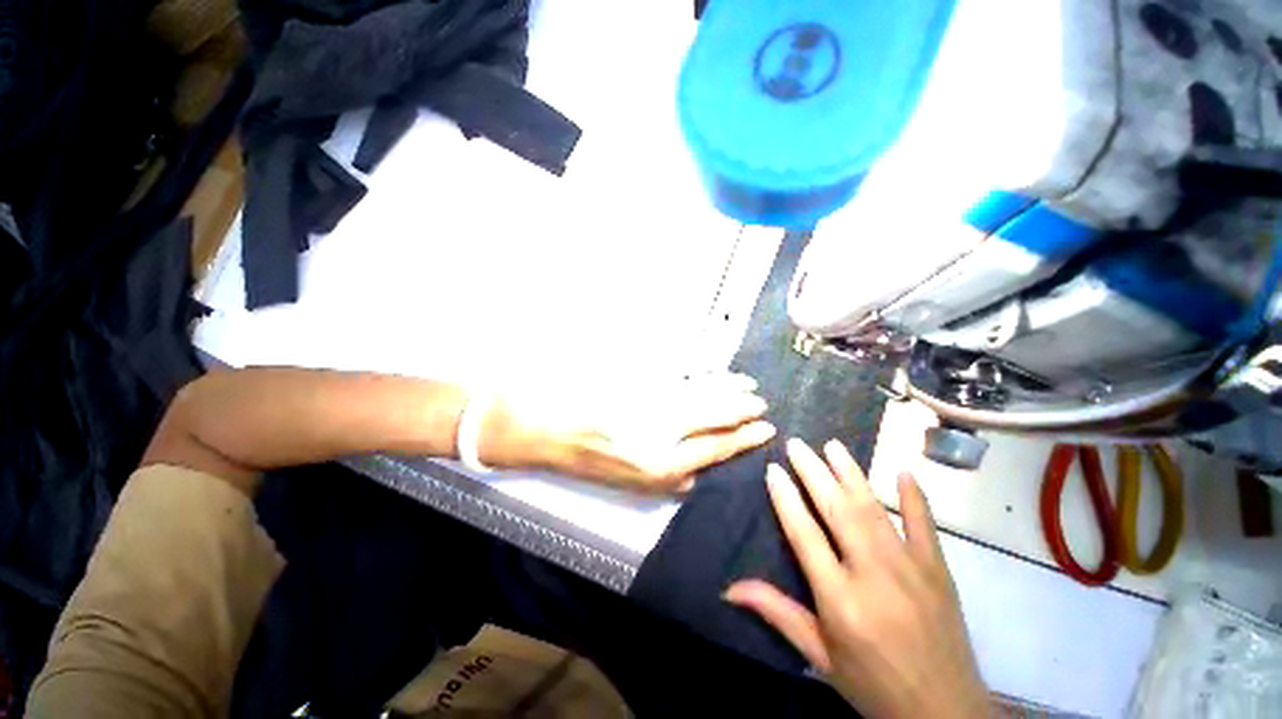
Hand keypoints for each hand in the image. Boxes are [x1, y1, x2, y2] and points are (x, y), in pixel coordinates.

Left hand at [479, 373, 775, 492]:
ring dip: (728, 387)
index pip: (715, 447)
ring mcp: (654, 401)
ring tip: (747, 385)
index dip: (744, 438)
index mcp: (660, 464)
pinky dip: (703, 372)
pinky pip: (681, 374)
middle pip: (715, 416)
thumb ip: (667, 477)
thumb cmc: (587, 457)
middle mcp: (663, 431)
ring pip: (702, 392)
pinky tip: (714, 371)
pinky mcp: (642, 379)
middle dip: (743, 409)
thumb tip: (696, 472)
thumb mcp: (628, 483)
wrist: (547, 424)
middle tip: (761, 403)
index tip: (765, 429)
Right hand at [724, 439, 987, 718]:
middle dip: (813, 473)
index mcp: (840, 599)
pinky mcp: (939, 570)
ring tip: (832, 445)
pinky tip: (903, 472)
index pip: (804, 535)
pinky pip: (925, 524)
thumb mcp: (819, 656)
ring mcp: (910, 568)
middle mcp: (873, 575)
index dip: (785, 499)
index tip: (772, 470)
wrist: (945, 714)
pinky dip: (914, 496)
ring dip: (850, 473)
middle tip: (797, 445)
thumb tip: (729, 588)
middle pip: (837, 511)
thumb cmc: (872, 685)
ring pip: (873, 509)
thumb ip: (777, 613)